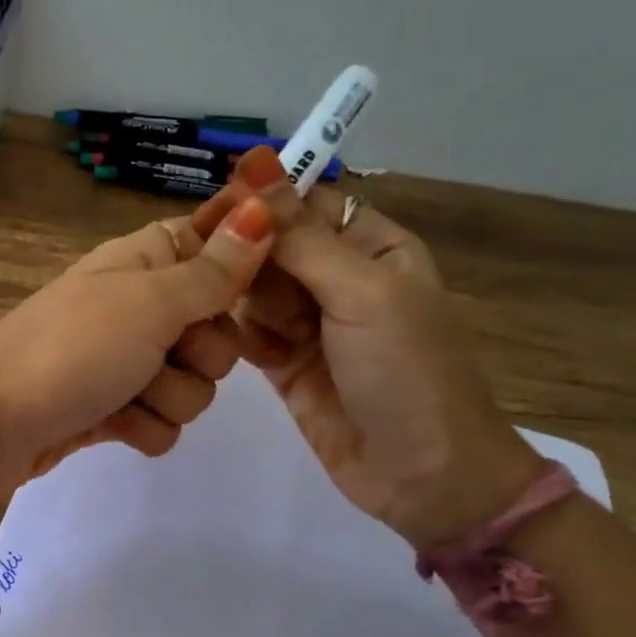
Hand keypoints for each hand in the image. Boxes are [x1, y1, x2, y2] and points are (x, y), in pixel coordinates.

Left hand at [0, 198, 275, 491]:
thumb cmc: (70, 352)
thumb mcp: (148, 303)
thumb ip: (212, 269)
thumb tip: (263, 207)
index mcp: (143, 261)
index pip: (212, 246)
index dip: (237, 270)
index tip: (243, 297)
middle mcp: (137, 306)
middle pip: (217, 327)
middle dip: (203, 353)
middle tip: (167, 353)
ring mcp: (123, 361)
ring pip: (194, 382)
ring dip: (169, 397)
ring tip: (126, 396)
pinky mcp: (112, 408)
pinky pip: (162, 420)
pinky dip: (143, 427)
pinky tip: (112, 425)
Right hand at [194, 149, 540, 547]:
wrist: (423, 476)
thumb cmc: (406, 372)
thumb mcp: (360, 293)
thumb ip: (300, 235)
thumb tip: (255, 160)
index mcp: (372, 246)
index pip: (305, 200)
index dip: (260, 200)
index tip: (213, 213)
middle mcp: (339, 278)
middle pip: (270, 244)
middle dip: (244, 257)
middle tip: (213, 275)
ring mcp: (309, 323)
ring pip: (251, 288)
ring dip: (236, 299)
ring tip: (225, 323)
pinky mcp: (284, 363)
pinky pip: (245, 332)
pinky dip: (233, 334)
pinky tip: (223, 343)